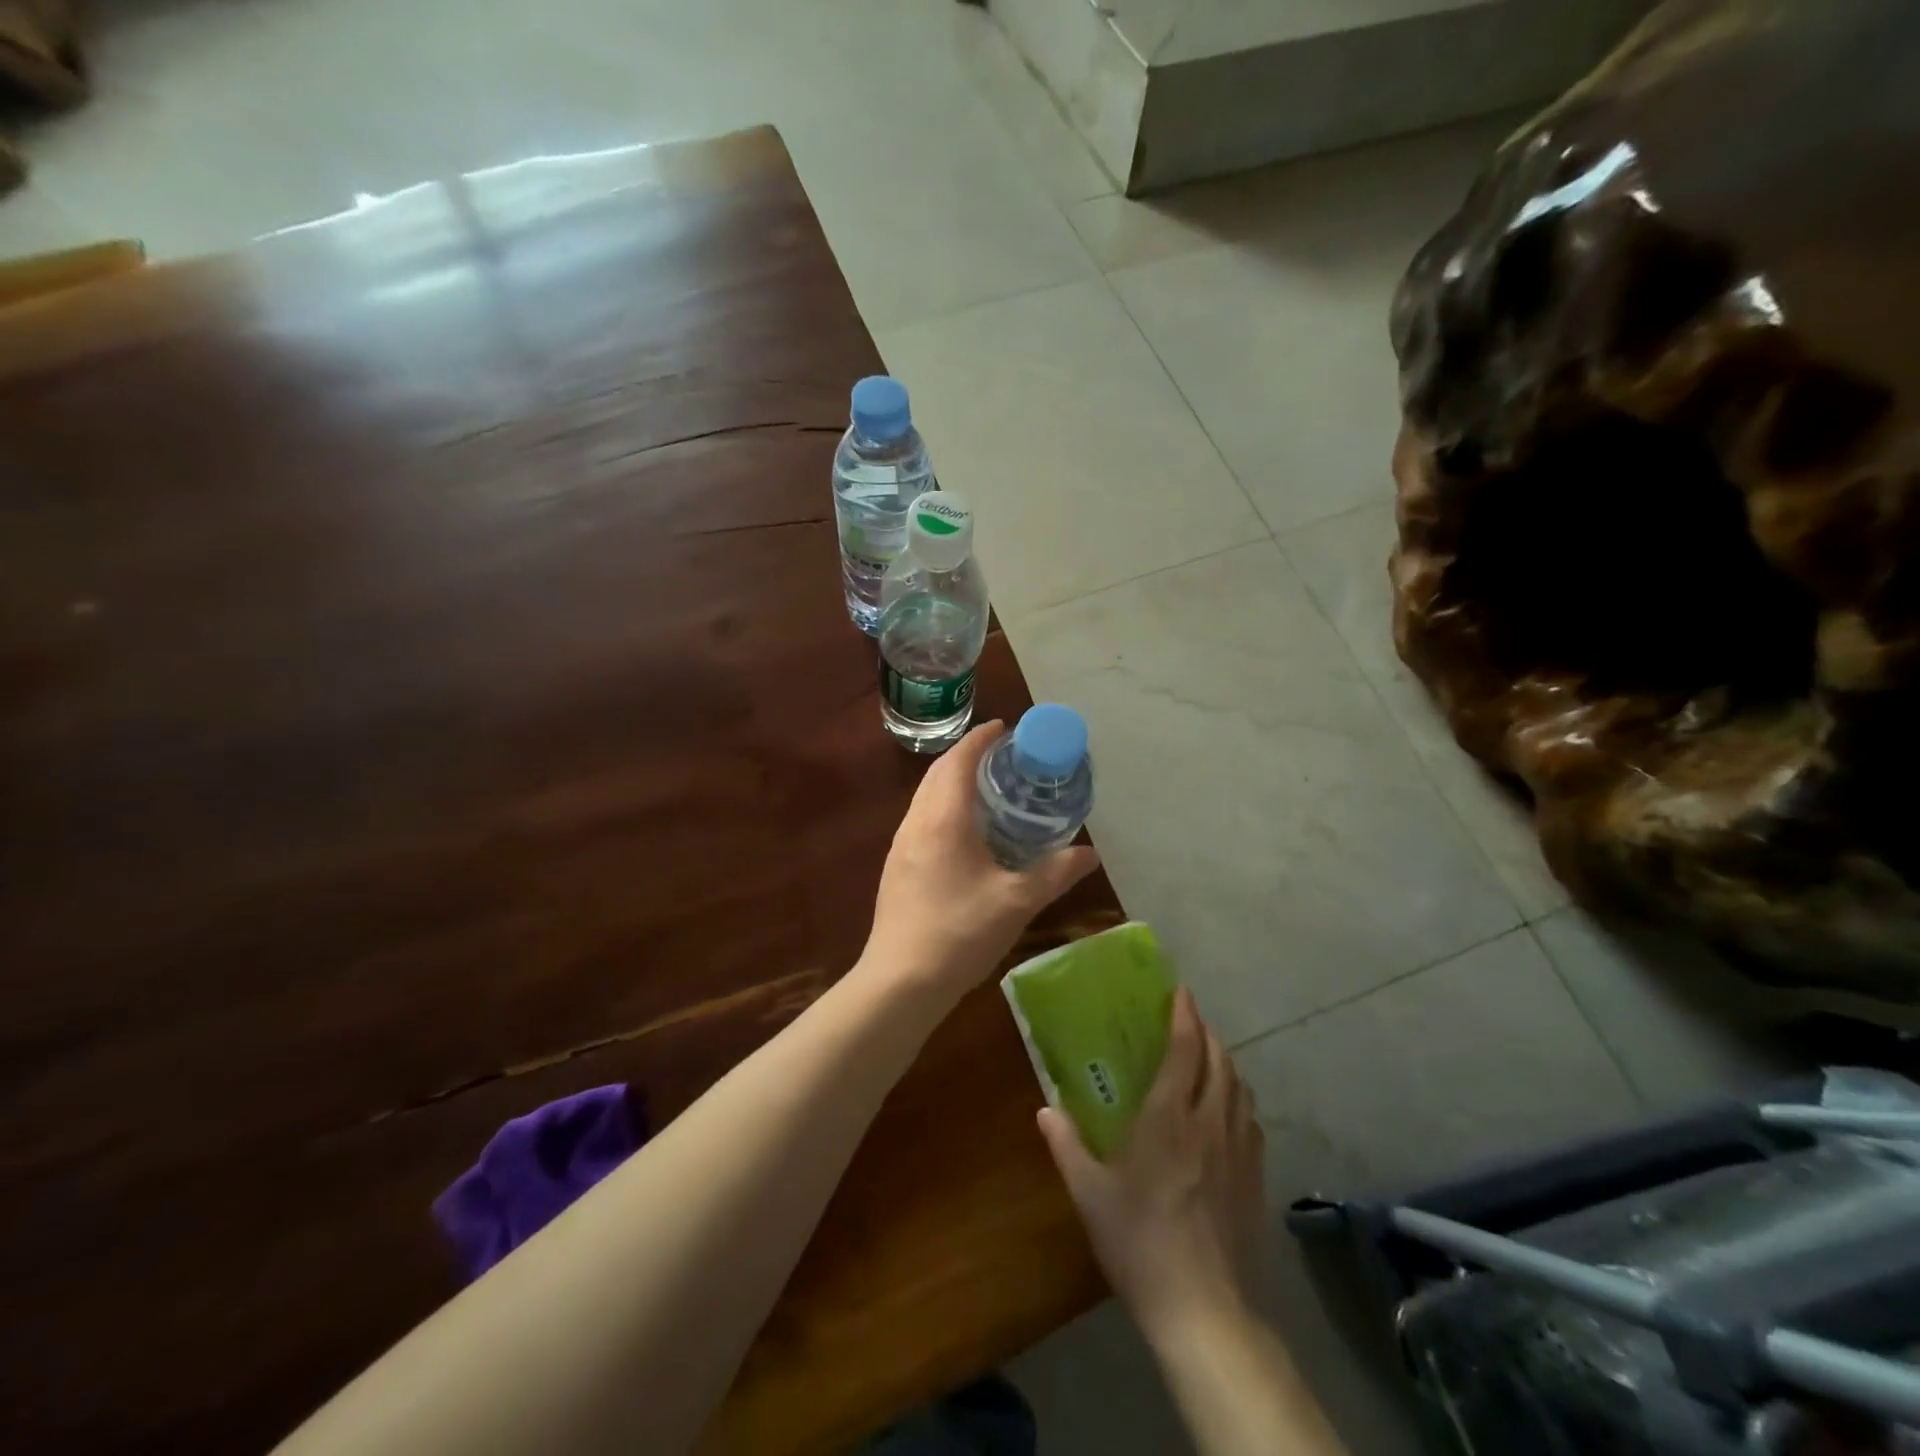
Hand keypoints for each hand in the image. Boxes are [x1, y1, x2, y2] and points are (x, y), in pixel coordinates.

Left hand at [863, 720, 1099, 1000]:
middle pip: (938, 773)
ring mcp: (901, 845)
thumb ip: (1055, 873)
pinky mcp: (896, 867)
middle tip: (1003, 757)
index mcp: (943, 818)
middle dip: (967, 756)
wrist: (900, 981)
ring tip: (988, 789)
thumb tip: (1091, 854)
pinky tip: (965, 832)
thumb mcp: (1017, 901)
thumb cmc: (960, 933)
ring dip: (953, 782)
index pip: (958, 760)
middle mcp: (916, 822)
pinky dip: (944, 807)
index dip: (980, 739)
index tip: (1004, 728)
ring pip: (926, 797)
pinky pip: (922, 819)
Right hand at [1038, 988, 1264, 1341]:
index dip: (1185, 1015)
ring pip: (1241, 1087)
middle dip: (1206, 1031)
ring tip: (1209, 1055)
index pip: (1185, 1050)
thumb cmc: (1140, 1243)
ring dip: (1226, 1061)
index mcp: (1169, 1117)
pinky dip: (1239, 1098)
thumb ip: (1066, 1145)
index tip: (1180, 991)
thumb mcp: (1090, 1194)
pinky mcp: (1255, 1178)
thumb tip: (1044, 1109)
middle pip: (1219, 1060)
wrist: (1204, 1311)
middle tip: (1189, 1019)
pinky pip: (1251, 1119)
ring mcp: (1239, 1151)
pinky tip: (1228, 1111)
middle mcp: (1209, 1122)